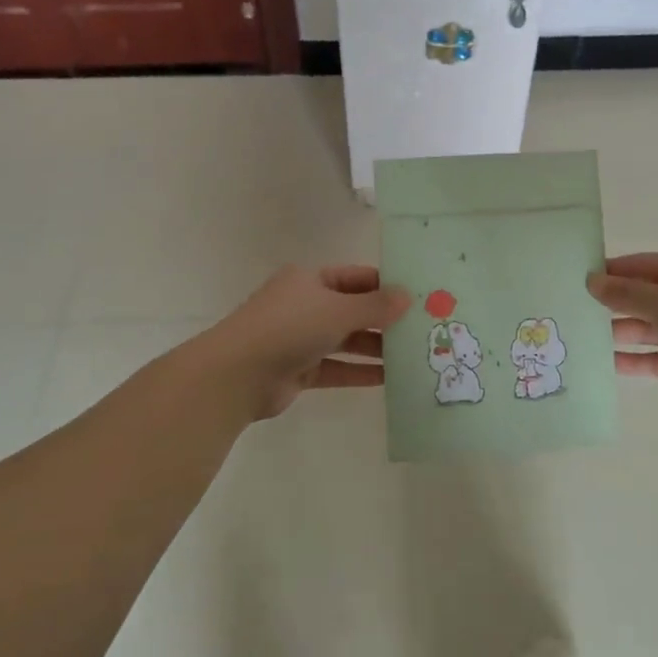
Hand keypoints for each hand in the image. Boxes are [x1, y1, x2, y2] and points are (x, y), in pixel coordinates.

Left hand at [195, 265, 410, 420]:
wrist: (237, 375)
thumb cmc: (289, 328)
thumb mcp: (337, 310)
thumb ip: (375, 306)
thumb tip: (408, 297)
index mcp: (309, 280)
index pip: (355, 278)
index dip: (384, 285)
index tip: (417, 297)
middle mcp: (305, 305)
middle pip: (352, 309)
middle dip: (384, 320)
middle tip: (421, 329)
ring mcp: (300, 339)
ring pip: (345, 340)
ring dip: (375, 348)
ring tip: (412, 355)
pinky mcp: (298, 370)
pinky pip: (336, 367)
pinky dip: (359, 372)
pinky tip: (388, 379)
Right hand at [588, 252, 657, 422]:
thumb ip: (626, 294)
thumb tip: (591, 281)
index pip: (643, 265)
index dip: (611, 271)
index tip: (577, 278)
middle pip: (644, 297)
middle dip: (612, 305)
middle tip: (573, 311)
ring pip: (649, 329)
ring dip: (620, 333)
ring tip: (583, 338)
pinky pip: (657, 358)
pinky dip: (635, 360)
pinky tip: (606, 365)